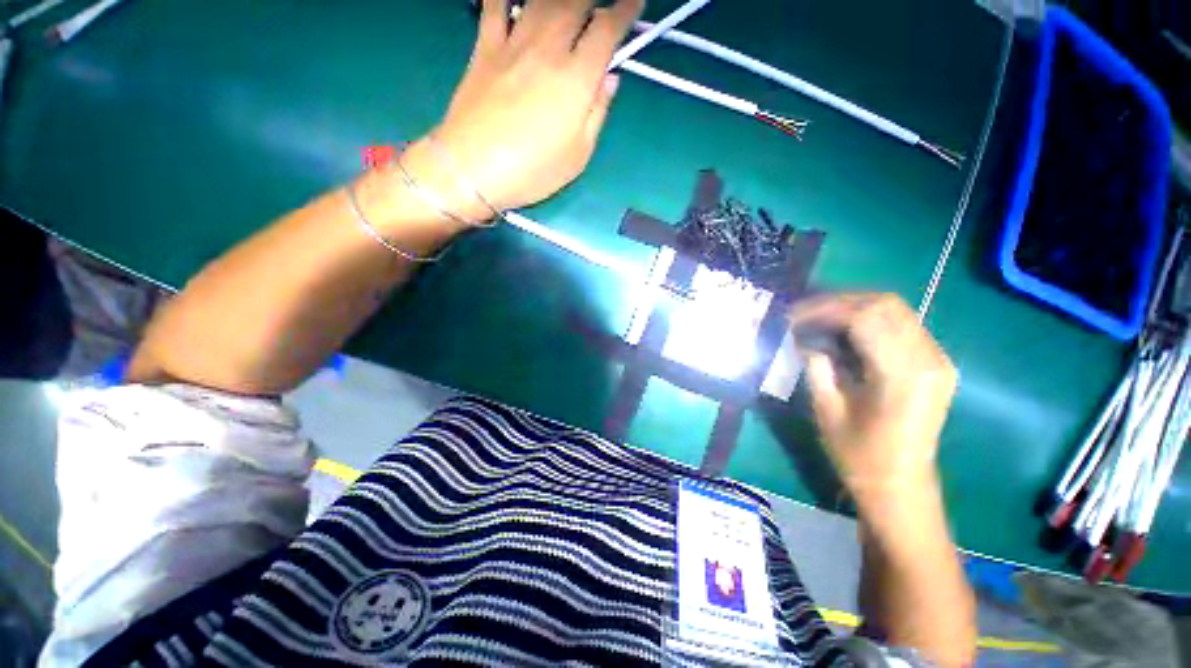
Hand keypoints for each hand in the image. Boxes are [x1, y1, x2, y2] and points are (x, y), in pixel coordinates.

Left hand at [421, 0, 642, 216]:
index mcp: (576, 80)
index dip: (625, 11)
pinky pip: (496, 5)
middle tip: (601, 7)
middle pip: (577, 4)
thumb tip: (609, 79)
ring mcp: (513, 44)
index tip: (633, 3)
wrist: (472, 169)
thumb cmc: (532, 172)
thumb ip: (597, 113)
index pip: (607, 30)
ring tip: (570, 4)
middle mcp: (547, 49)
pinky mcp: (484, 47)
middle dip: (595, 1)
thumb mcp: (578, 156)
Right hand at [790, 294, 957, 496]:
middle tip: (804, 312)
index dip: (824, 309)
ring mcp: (938, 360)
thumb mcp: (827, 408)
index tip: (793, 315)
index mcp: (903, 375)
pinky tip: (843, 331)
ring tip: (818, 318)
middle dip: (838, 302)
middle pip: (885, 305)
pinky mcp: (935, 364)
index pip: (864, 317)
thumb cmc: (859, 455)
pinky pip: (902, 326)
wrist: (900, 486)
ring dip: (853, 308)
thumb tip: (802, 336)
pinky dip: (869, 321)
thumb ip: (817, 364)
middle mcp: (929, 360)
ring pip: (895, 311)